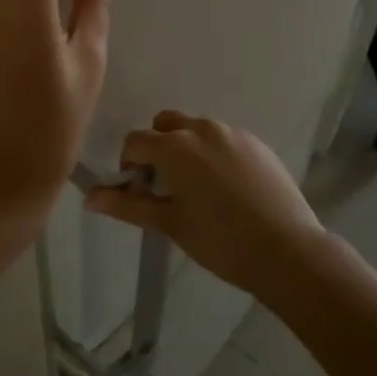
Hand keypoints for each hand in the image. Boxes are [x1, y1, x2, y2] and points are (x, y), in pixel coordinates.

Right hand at [85, 112, 327, 298]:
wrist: (287, 250)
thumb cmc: (220, 241)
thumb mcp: (169, 224)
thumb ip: (127, 205)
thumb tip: (88, 197)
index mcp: (175, 147)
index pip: (135, 141)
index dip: (129, 164)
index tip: (139, 191)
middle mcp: (202, 129)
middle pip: (166, 125)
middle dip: (158, 148)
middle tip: (166, 186)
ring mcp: (233, 133)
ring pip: (196, 130)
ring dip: (187, 149)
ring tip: (200, 191)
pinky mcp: (257, 143)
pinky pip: (224, 139)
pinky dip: (215, 154)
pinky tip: (228, 190)